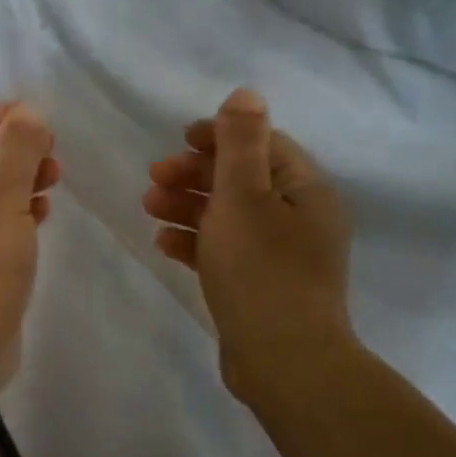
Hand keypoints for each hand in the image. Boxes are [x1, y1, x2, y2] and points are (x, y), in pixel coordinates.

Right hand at [143, 88, 355, 398]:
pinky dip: (195, 242)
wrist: (284, 363)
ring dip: (188, 205)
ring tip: (149, 206)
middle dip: (195, 174)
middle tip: (154, 177)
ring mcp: (281, 255)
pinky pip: (225, 251)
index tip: (180, 140)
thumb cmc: (262, 270)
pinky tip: (163, 244)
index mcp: (306, 190)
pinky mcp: (261, 286)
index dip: (220, 136)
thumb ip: (241, 142)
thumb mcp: (246, 196)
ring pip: (229, 216)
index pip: (263, 145)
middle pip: (242, 180)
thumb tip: (246, 94)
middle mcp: (299, 218)